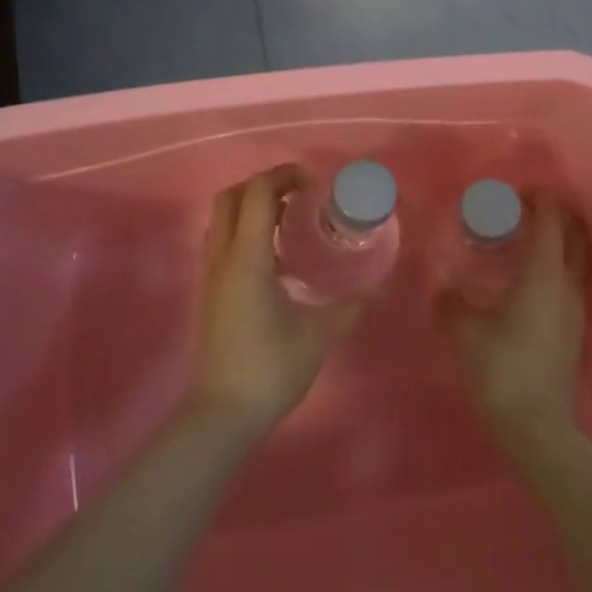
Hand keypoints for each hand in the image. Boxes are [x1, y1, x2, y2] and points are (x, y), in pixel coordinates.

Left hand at [188, 165, 367, 437]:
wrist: (221, 415)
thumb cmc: (270, 368)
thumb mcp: (319, 335)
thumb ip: (352, 308)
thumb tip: (381, 290)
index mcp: (247, 258)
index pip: (257, 193)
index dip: (285, 176)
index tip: (316, 185)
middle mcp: (222, 258)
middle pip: (230, 197)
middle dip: (264, 185)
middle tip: (300, 195)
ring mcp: (210, 276)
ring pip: (221, 219)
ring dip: (252, 208)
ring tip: (291, 222)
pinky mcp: (210, 293)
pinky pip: (222, 243)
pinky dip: (245, 232)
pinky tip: (277, 259)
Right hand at [436, 194, 587, 458]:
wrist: (537, 426)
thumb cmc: (501, 367)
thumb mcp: (464, 331)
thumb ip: (451, 304)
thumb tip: (445, 292)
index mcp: (544, 272)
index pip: (552, 218)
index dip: (539, 198)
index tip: (515, 194)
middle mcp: (567, 283)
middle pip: (575, 233)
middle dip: (554, 215)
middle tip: (523, 213)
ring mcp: (576, 308)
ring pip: (575, 259)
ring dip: (556, 242)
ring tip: (522, 245)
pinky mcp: (575, 330)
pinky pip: (569, 282)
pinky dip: (554, 268)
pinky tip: (526, 284)